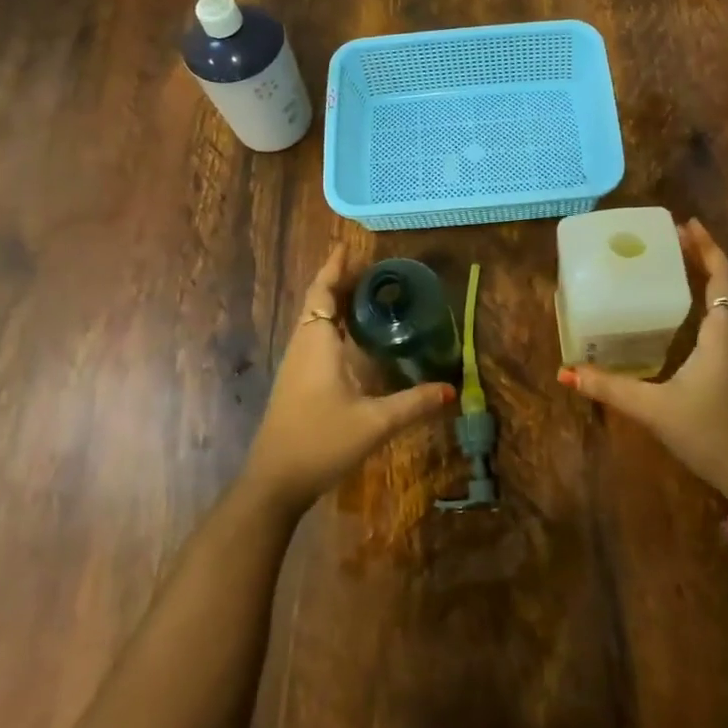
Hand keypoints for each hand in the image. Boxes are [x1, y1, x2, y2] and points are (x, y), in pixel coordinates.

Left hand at [241, 243, 453, 515]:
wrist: (275, 482)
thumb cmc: (321, 441)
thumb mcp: (374, 423)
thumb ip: (414, 404)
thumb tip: (452, 390)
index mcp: (317, 344)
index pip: (323, 293)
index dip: (334, 268)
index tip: (348, 245)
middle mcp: (304, 347)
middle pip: (318, 302)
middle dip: (339, 281)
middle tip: (371, 267)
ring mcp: (297, 366)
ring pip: (315, 321)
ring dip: (335, 302)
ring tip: (366, 293)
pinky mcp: (298, 383)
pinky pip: (315, 338)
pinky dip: (333, 324)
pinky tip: (353, 337)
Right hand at [559, 219, 727, 505]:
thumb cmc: (712, 433)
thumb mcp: (656, 409)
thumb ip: (611, 389)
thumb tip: (567, 373)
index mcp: (723, 332)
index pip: (721, 275)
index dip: (707, 246)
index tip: (685, 224)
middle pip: (726, 283)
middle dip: (702, 257)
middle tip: (670, 240)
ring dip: (707, 280)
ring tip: (674, 268)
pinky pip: (726, 323)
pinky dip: (708, 305)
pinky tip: (684, 318)